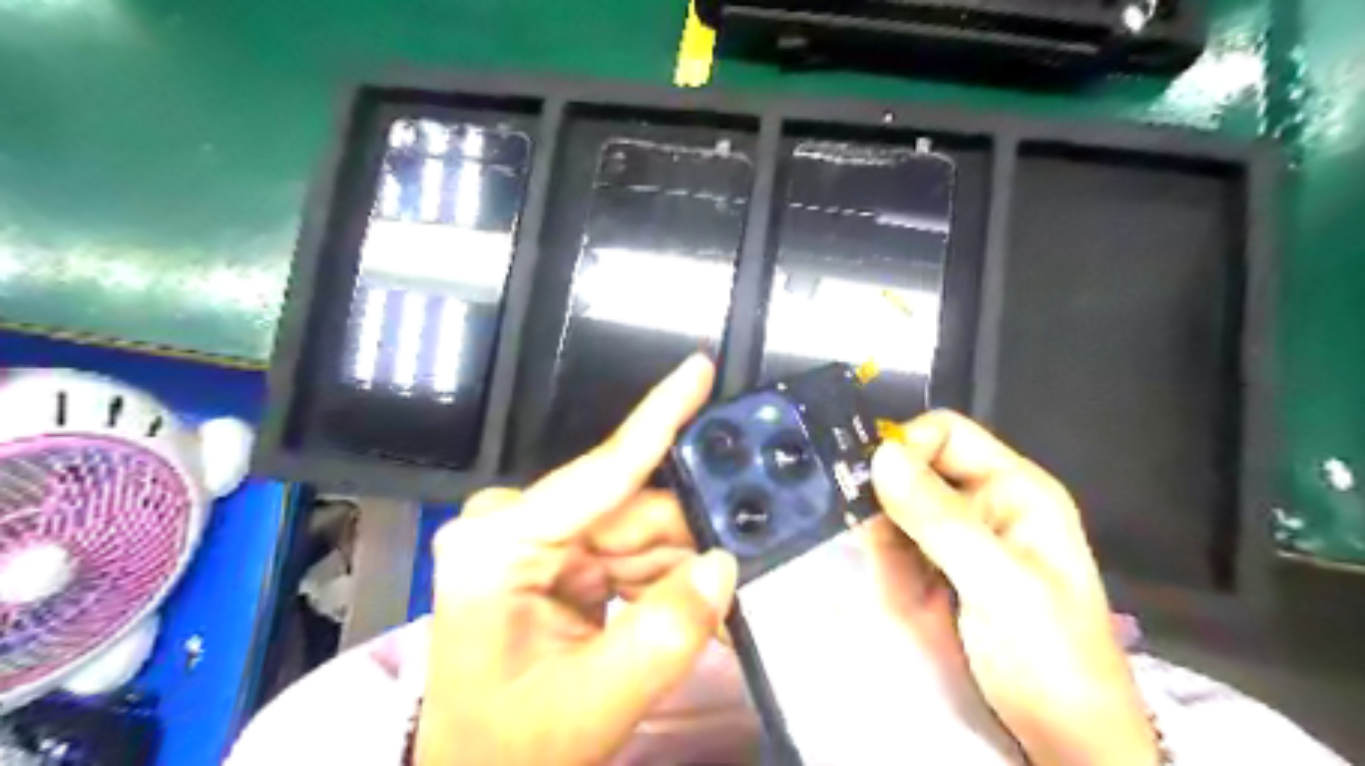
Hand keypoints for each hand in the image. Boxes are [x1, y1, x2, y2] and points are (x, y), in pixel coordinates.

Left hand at [419, 356, 742, 765]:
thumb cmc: (510, 745)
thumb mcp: (593, 702)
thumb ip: (667, 635)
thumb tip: (724, 566)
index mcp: (500, 544)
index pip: (601, 472)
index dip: (660, 417)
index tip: (699, 368)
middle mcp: (516, 523)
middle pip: (633, 509)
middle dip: (689, 541)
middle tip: (738, 577)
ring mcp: (537, 536)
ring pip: (641, 531)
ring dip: (680, 568)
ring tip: (709, 616)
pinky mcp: (556, 553)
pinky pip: (630, 550)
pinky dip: (664, 579)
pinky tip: (683, 610)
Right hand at [869, 413, 1155, 765]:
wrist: (1061, 745)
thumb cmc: (1052, 659)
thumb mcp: (1002, 586)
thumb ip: (941, 519)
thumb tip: (880, 454)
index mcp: (1013, 490)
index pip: (945, 434)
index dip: (907, 447)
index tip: (871, 484)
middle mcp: (978, 505)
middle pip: (911, 470)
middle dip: (883, 501)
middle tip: (863, 535)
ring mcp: (950, 541)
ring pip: (890, 512)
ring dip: (879, 541)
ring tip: (893, 582)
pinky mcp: (930, 573)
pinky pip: (888, 550)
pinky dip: (881, 567)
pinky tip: (895, 596)